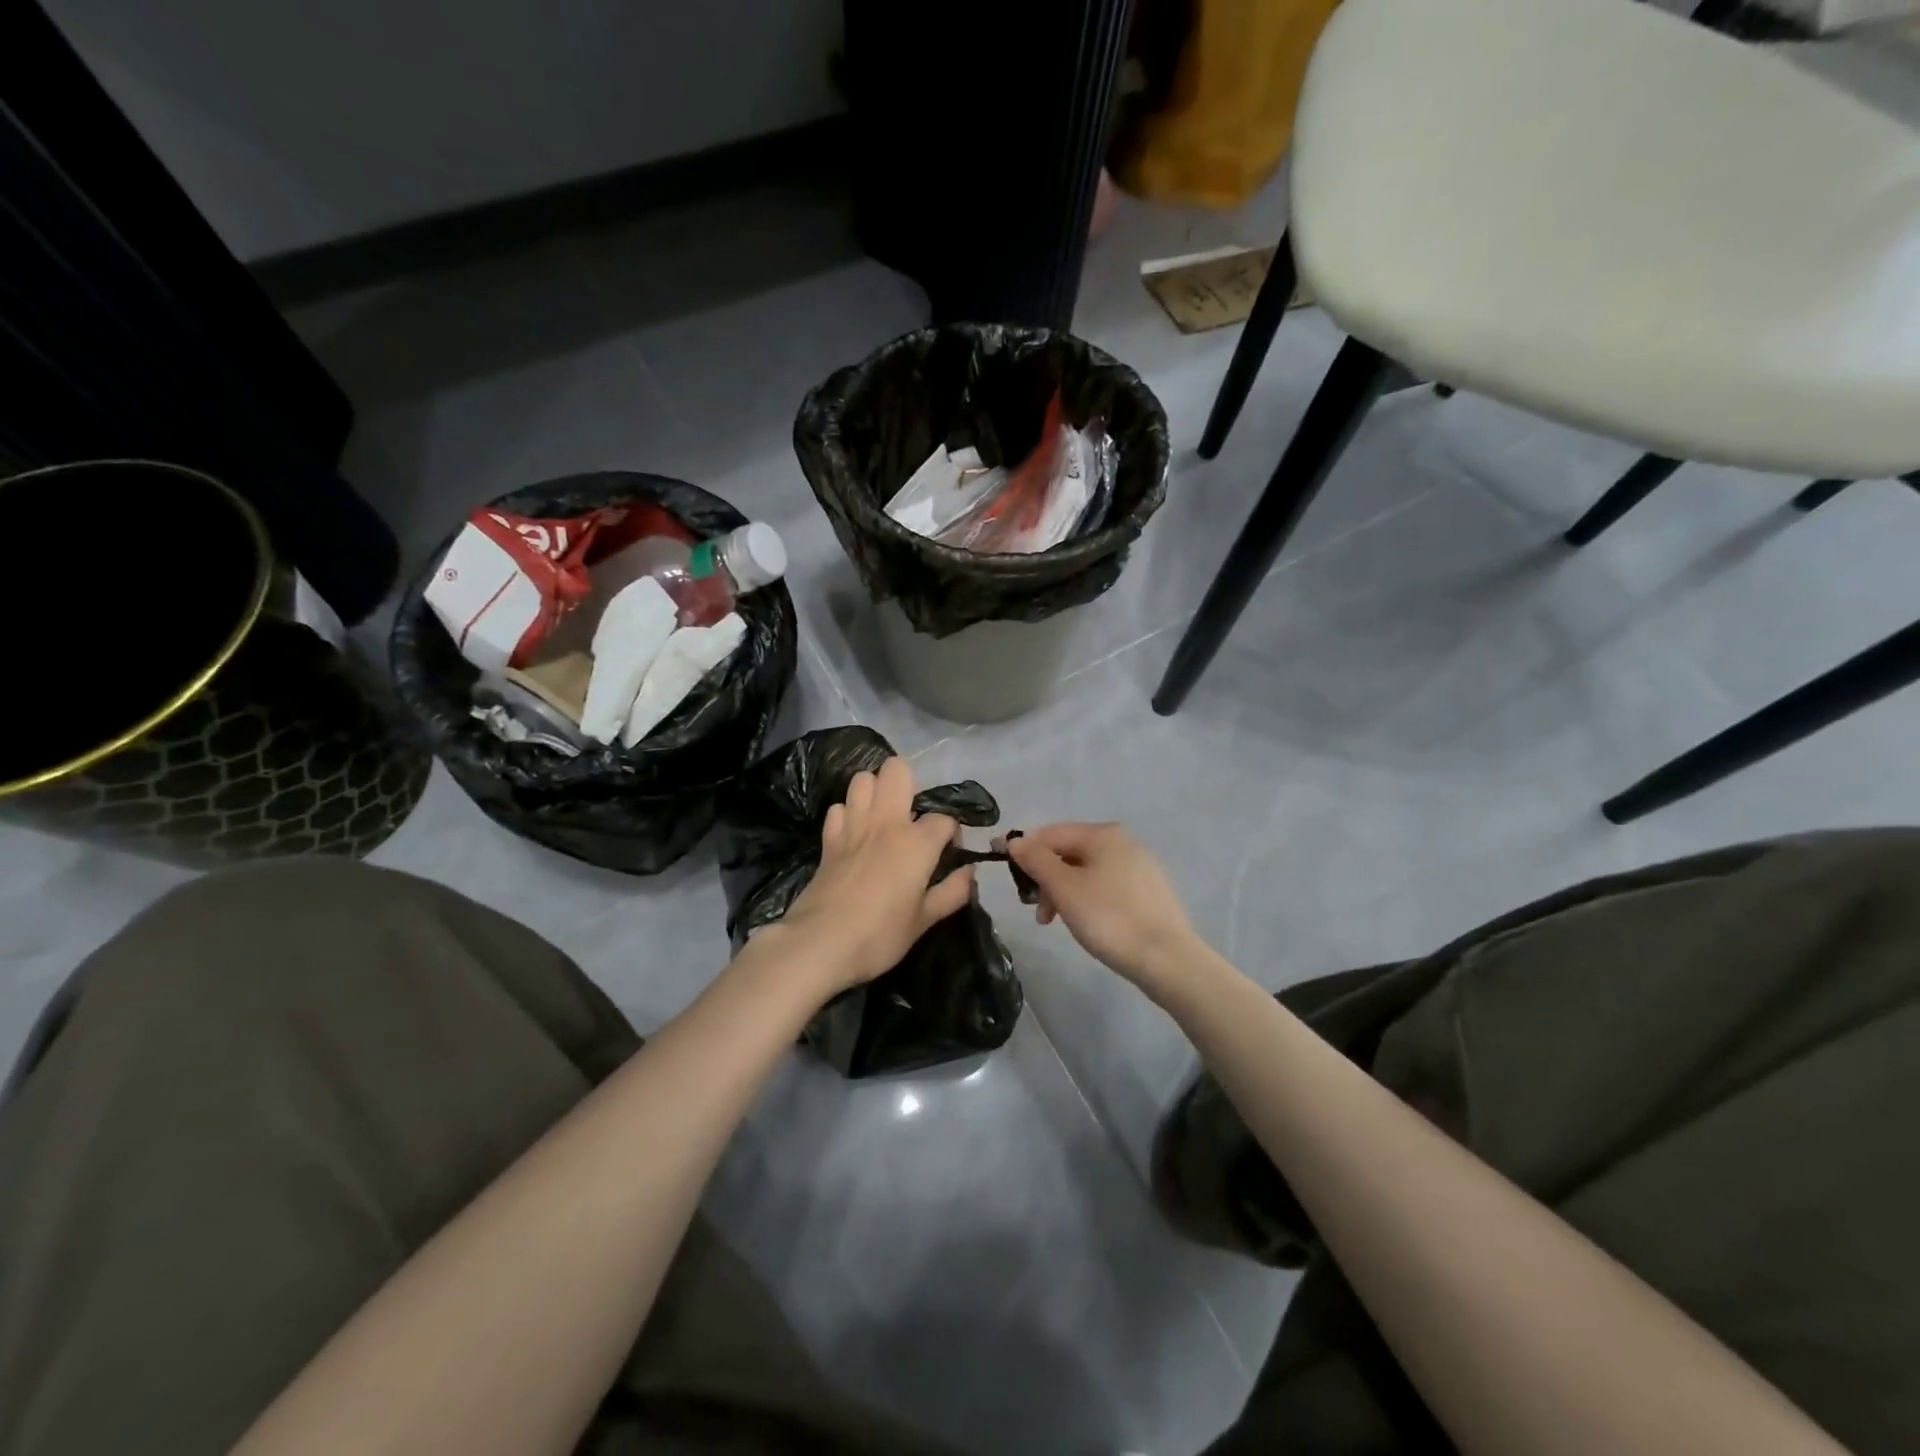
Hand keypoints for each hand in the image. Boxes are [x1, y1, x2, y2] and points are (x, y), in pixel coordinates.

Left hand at [767, 757, 974, 997]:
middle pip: (897, 771)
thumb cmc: (880, 935)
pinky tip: (855, 834)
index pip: (944, 818)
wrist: (820, 943)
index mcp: (916, 842)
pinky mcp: (829, 839)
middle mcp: (885, 823)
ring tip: (883, 818)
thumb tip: (970, 872)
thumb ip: (952, 892)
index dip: (952, 833)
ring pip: (863, 780)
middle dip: (910, 784)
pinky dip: (848, 814)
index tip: (949, 853)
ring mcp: (853, 826)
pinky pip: (838, 808)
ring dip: (875, 791)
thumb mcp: (925, 920)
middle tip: (913, 817)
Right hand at [1004, 823, 1196, 988]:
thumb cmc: (1109, 918)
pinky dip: (1087, 899)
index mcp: (1103, 834)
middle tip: (1038, 912)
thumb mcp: (1064, 887)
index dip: (1024, 850)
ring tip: (1057, 922)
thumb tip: (1015, 840)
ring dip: (1064, 892)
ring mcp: (1140, 867)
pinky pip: (1106, 886)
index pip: (1051, 833)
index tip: (1005, 875)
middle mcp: (1124, 842)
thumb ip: (1036, 859)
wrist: (1167, 959)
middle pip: (1069, 852)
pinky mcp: (1149, 892)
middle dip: (1046, 878)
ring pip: (1087, 871)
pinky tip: (1087, 922)